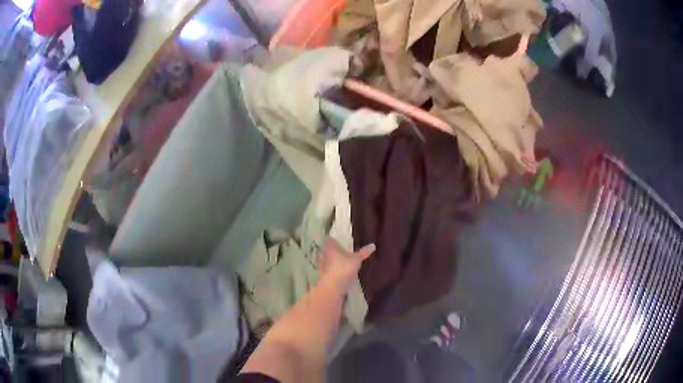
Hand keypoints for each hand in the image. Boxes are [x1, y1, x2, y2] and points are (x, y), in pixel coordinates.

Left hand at [319, 238, 374, 288]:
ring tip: (342, 261)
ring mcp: (322, 265)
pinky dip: (333, 270)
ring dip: (333, 260)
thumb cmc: (343, 268)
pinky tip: (340, 272)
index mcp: (330, 246)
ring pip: (327, 259)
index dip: (333, 238)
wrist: (332, 286)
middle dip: (333, 250)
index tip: (338, 239)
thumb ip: (364, 252)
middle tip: (342, 250)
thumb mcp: (356, 259)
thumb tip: (373, 245)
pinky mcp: (323, 275)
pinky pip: (329, 269)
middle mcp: (323, 254)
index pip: (329, 239)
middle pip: (327, 249)